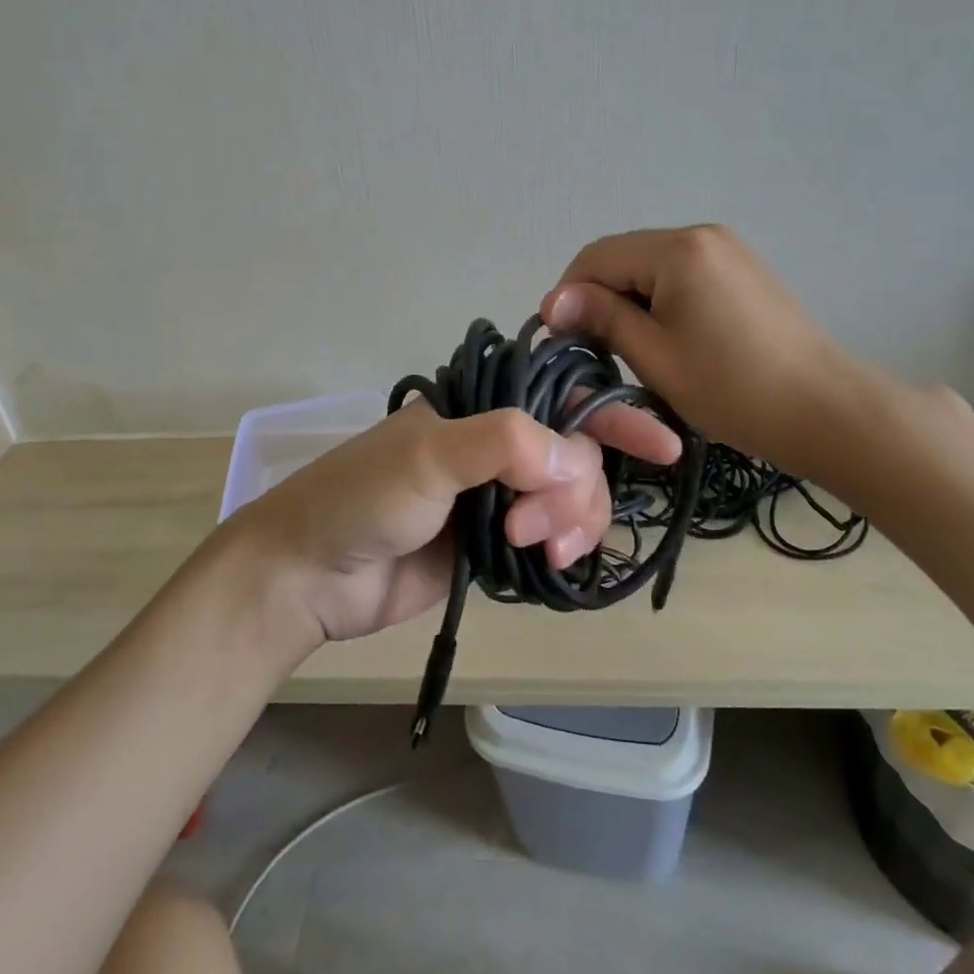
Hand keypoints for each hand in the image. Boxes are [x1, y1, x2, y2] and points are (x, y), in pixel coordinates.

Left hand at [226, 398, 680, 644]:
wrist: (310, 575)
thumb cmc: (360, 500)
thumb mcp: (428, 458)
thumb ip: (503, 445)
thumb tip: (574, 458)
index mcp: (479, 409)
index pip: (560, 397)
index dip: (613, 415)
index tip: (662, 445)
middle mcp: (494, 445)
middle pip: (576, 454)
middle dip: (574, 489)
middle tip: (534, 524)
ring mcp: (497, 495)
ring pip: (570, 498)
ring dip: (571, 521)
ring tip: (535, 549)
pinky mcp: (494, 541)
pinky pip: (551, 536)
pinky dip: (562, 547)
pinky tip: (549, 563)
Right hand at [540, 224, 878, 480]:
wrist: (825, 410)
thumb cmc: (732, 389)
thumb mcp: (655, 356)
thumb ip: (602, 318)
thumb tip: (552, 300)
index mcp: (678, 249)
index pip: (596, 257)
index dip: (568, 295)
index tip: (562, 340)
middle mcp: (701, 234)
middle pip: (624, 256)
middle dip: (599, 297)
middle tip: (593, 348)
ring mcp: (727, 249)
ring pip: (651, 266)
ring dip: (628, 299)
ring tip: (630, 347)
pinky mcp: (742, 269)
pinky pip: (681, 273)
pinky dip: (659, 299)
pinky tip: (666, 336)